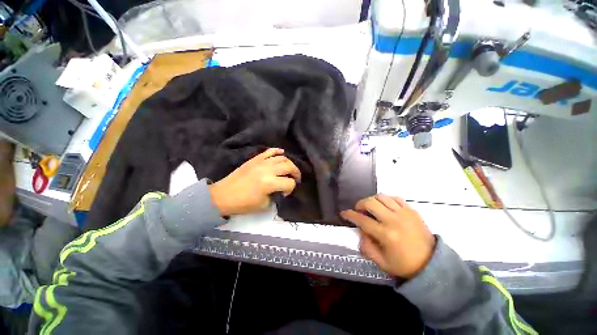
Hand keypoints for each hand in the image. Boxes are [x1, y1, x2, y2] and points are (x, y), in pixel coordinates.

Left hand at [209, 148, 300, 216]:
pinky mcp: (255, 159)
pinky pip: (269, 151)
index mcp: (270, 183)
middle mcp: (268, 170)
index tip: (285, 194)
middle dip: (296, 173)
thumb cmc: (243, 204)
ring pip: (282, 157)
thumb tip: (281, 189)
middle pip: (289, 166)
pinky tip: (282, 153)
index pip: (289, 183)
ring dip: (289, 163)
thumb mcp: (264, 205)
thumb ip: (276, 196)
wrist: (223, 196)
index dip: (291, 189)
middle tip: (295, 179)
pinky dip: (277, 151)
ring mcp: (261, 162)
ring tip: (289, 169)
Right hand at [341, 194, 435, 278]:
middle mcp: (393, 220)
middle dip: (360, 204)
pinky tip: (384, 206)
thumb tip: (360, 232)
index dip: (350, 215)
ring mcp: (404, 213)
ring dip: (372, 200)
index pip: (362, 220)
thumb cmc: (404, 265)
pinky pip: (395, 198)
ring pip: (381, 197)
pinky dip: (386, 199)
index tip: (344, 213)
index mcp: (386, 234)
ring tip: (371, 207)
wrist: (432, 263)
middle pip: (370, 203)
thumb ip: (366, 247)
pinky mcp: (412, 210)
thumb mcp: (381, 262)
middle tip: (358, 210)